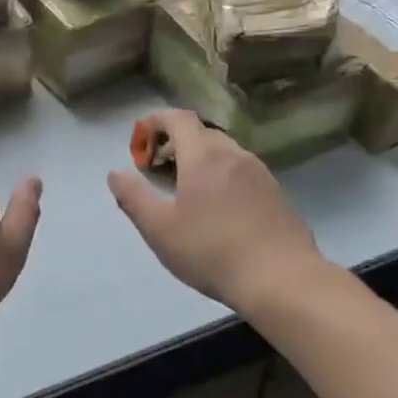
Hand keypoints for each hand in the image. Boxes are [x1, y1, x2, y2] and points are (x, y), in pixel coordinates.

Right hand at [107, 110, 323, 308]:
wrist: (281, 279)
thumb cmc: (211, 251)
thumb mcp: (159, 229)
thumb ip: (133, 197)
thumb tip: (115, 174)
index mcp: (203, 156)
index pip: (178, 118)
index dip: (155, 122)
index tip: (139, 142)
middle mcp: (234, 155)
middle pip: (201, 133)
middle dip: (175, 141)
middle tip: (156, 168)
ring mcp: (260, 173)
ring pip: (224, 152)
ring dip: (199, 159)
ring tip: (184, 188)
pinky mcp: (276, 194)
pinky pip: (242, 171)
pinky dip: (221, 175)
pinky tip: (217, 208)